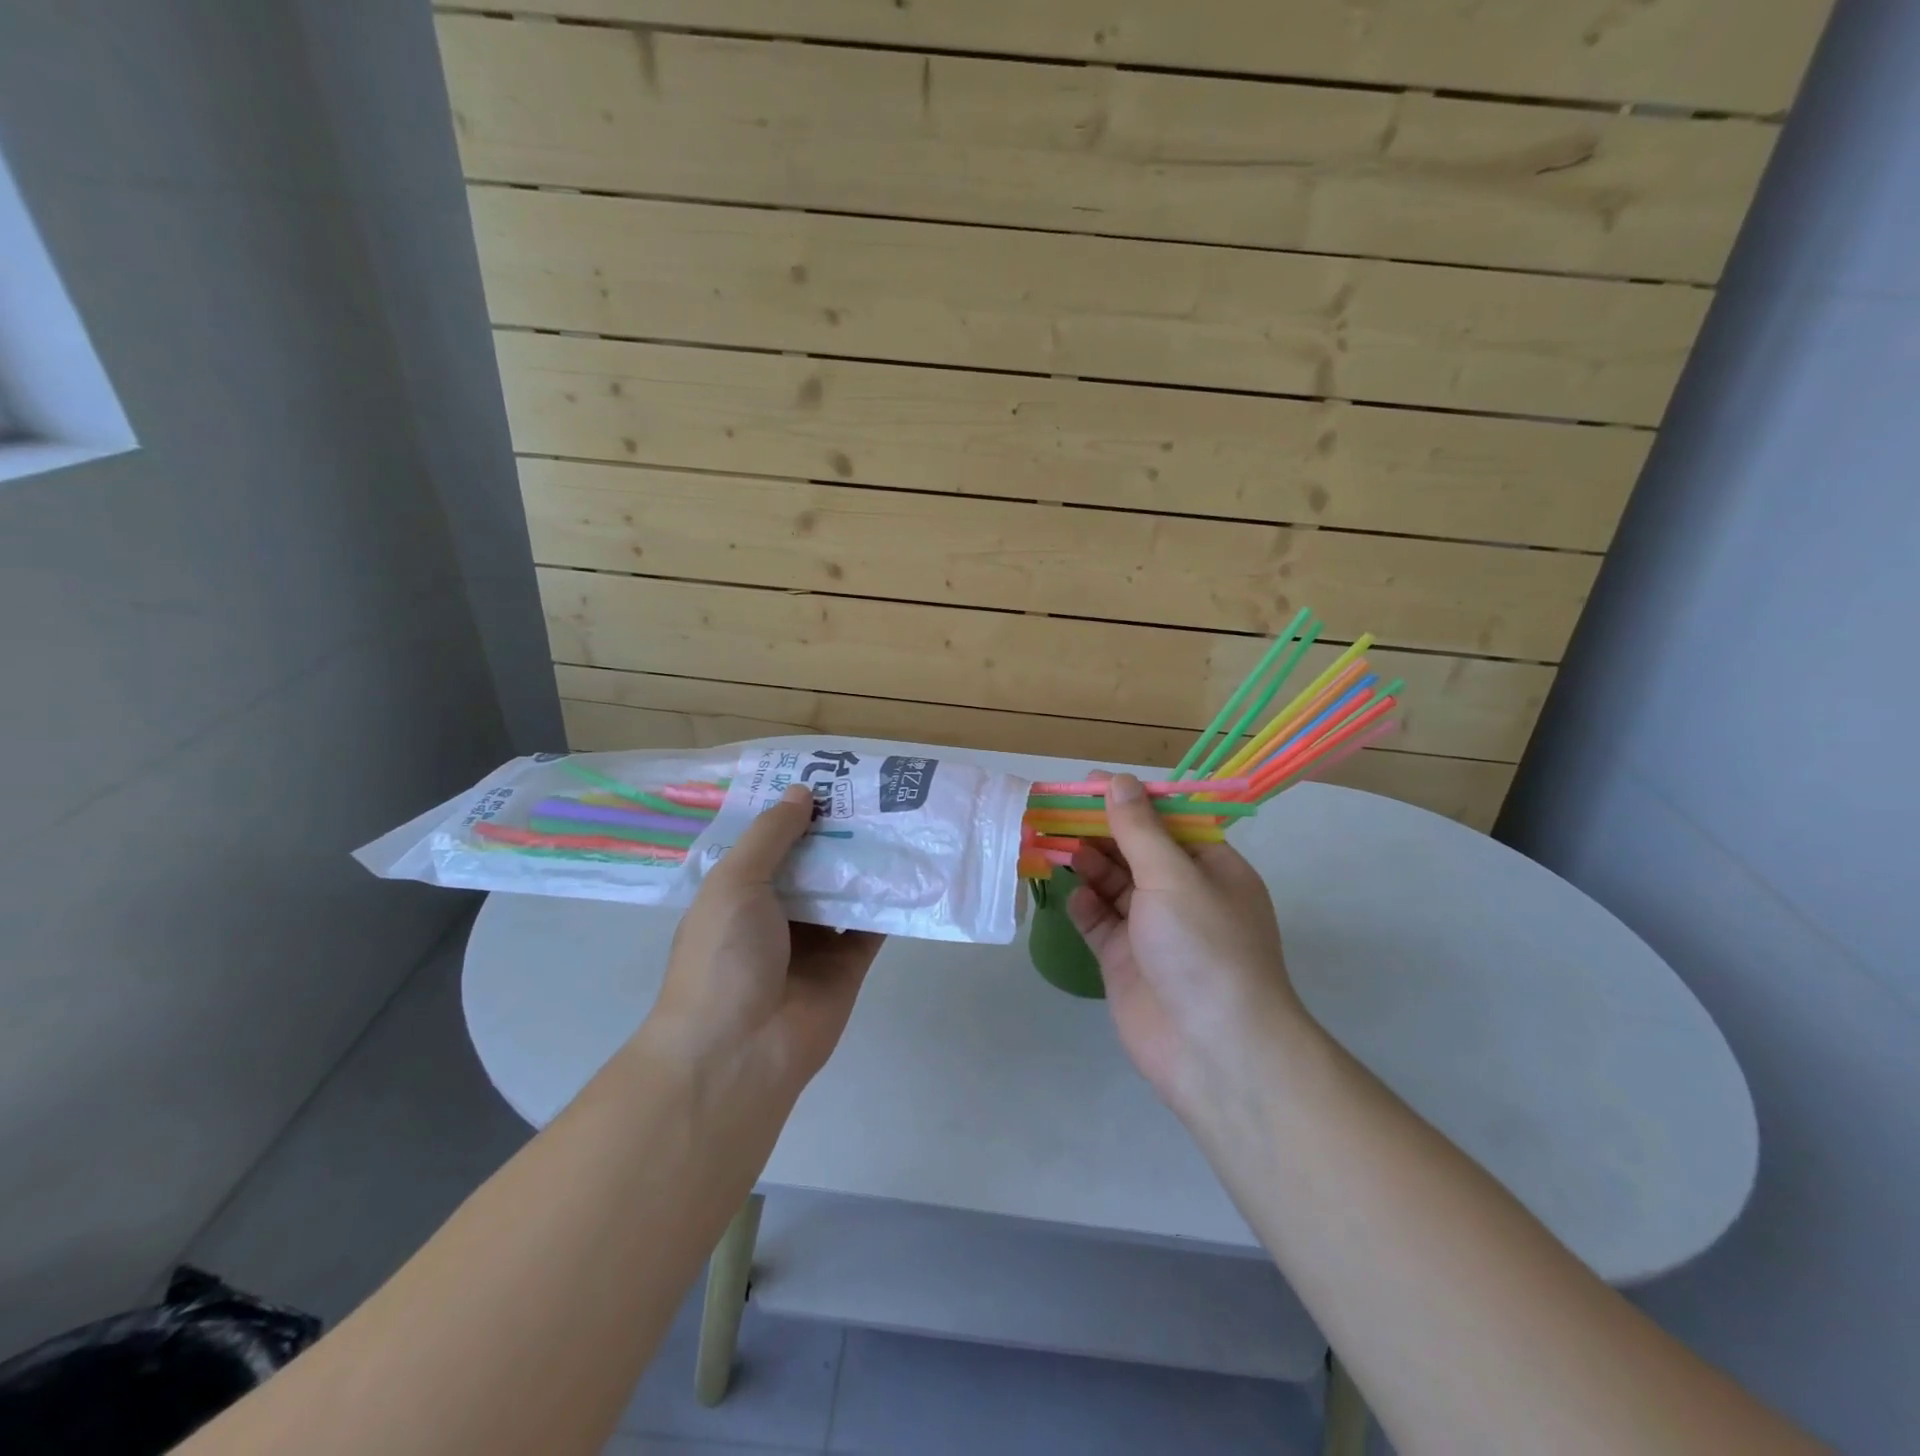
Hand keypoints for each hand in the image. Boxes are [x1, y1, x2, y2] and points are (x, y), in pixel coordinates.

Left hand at [649, 785, 883, 1096]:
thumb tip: (802, 792)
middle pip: (814, 861)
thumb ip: (771, 836)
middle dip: (839, 830)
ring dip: (868, 860)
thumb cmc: (724, 957)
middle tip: (877, 790)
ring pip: (846, 888)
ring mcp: (814, 939)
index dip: (796, 810)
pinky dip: (891, 899)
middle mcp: (777, 911)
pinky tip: (915, 865)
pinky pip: (872, 923)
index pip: (771, 841)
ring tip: (902, 817)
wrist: (741, 1050)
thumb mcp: (735, 883)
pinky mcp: (849, 963)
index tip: (829, 776)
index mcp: (740, 892)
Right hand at [1066, 773, 1306, 1116]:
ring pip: (1113, 884)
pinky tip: (1071, 894)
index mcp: (1210, 867)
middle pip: (1135, 850)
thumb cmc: (1204, 949)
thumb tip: (1117, 781)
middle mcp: (1183, 894)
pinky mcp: (1126, 960)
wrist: (1214, 1052)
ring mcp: (1153, 929)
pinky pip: (1100, 921)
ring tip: (1053, 845)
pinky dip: (1085, 905)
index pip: (1166, 821)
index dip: (1128, 800)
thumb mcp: (1174, 877)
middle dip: (1099, 831)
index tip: (1086, 785)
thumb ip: (1139, 830)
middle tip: (1055, 811)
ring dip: (1087, 863)